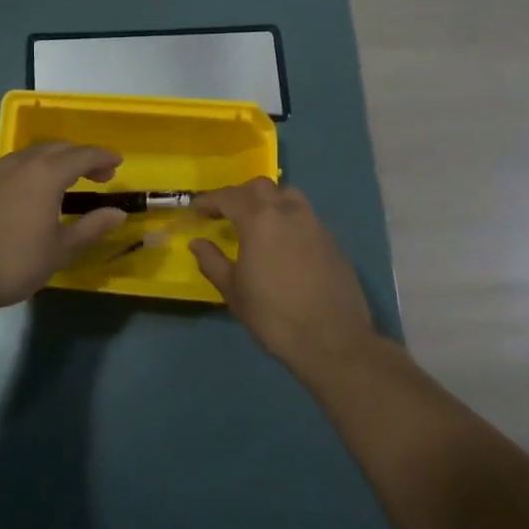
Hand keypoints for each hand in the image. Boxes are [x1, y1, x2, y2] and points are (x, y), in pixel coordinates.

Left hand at [0, 143, 129, 315]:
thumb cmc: (14, 262)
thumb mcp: (60, 249)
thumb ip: (91, 227)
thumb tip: (118, 213)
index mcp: (46, 174)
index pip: (82, 155)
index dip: (103, 157)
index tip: (119, 162)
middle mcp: (22, 163)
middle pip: (59, 148)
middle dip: (82, 157)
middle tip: (100, 175)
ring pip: (35, 153)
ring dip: (58, 160)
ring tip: (71, 180)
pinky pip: (18, 164)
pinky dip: (37, 168)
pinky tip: (37, 190)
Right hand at [190, 179, 378, 371]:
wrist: (332, 341)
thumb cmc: (274, 316)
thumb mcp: (233, 291)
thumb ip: (212, 261)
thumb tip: (197, 243)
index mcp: (259, 220)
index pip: (228, 197)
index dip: (208, 200)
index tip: (195, 209)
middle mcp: (288, 212)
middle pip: (260, 187)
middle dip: (238, 194)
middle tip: (224, 213)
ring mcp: (314, 224)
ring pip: (287, 194)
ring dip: (267, 200)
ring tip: (256, 220)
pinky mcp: (332, 240)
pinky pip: (304, 215)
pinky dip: (287, 218)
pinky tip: (282, 242)